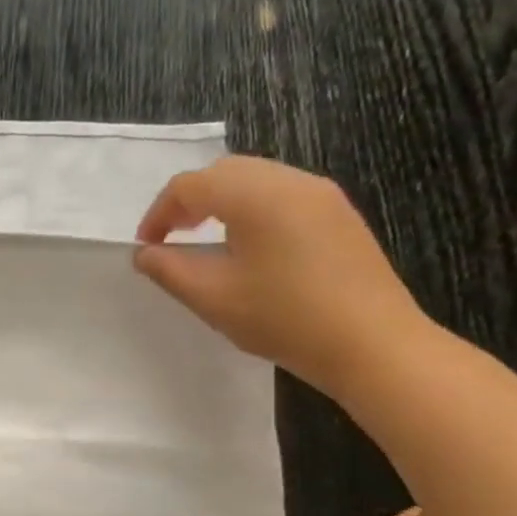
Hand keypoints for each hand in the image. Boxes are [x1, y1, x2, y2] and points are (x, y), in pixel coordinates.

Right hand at [132, 155, 429, 397]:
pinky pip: (281, 193)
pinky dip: (250, 207)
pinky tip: (248, 245)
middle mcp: (291, 182)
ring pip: (255, 178)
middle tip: (172, 238)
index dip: (159, 213)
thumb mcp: (211, 297)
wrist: (373, 344)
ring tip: (205, 240)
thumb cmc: (283, 318)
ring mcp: (321, 195)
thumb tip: (144, 253)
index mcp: (256, 197)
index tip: (147, 247)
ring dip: (220, 201)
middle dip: (189, 200)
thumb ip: (168, 269)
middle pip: (224, 171)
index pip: (190, 185)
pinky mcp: (339, 214)